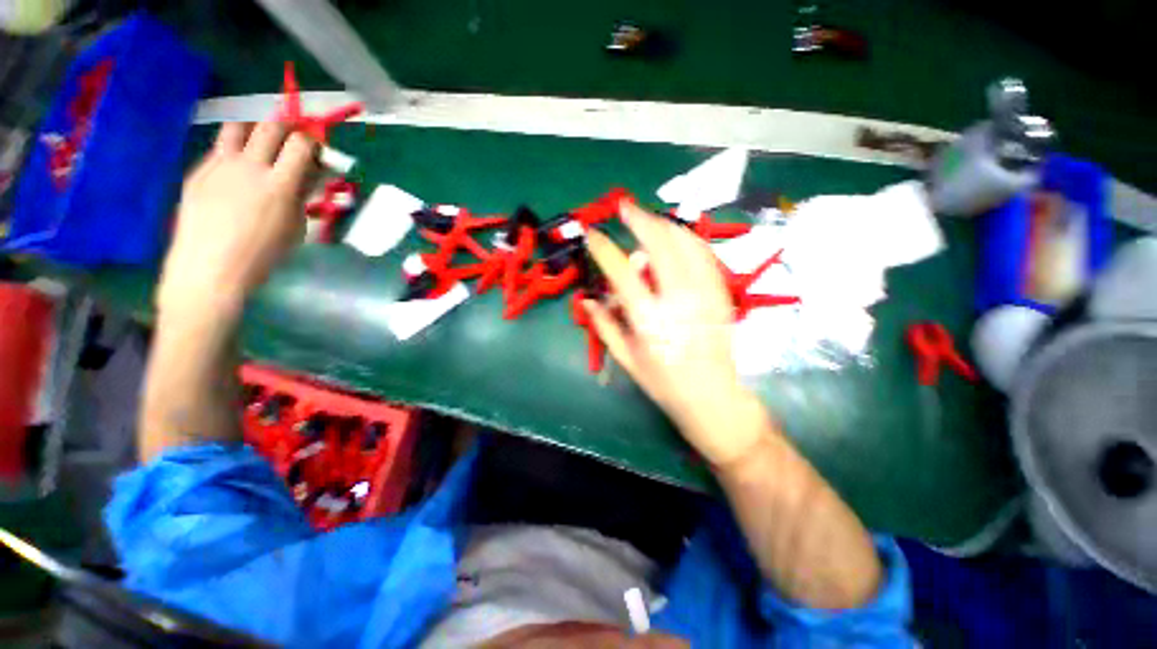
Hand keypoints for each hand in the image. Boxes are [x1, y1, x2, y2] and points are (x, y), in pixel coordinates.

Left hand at [157, 121, 317, 319]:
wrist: (209, 267)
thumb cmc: (263, 254)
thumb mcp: (295, 227)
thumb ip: (303, 196)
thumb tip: (312, 175)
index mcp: (279, 184)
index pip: (301, 144)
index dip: (312, 142)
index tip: (316, 150)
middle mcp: (249, 166)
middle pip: (270, 126)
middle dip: (287, 128)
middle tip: (291, 141)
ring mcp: (220, 165)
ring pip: (238, 127)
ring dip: (255, 130)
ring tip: (260, 145)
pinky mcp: (199, 170)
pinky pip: (219, 149)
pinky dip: (234, 152)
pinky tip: (237, 173)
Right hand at [584, 202, 764, 466]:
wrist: (713, 396)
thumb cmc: (664, 382)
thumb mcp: (626, 358)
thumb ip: (604, 325)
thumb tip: (586, 300)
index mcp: (649, 319)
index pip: (621, 271)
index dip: (604, 248)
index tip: (592, 235)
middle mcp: (678, 298)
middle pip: (659, 244)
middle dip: (639, 219)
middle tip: (624, 207)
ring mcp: (704, 292)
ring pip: (685, 242)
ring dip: (663, 224)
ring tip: (648, 219)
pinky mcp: (720, 292)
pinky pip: (704, 253)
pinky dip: (687, 238)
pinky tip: (676, 236)